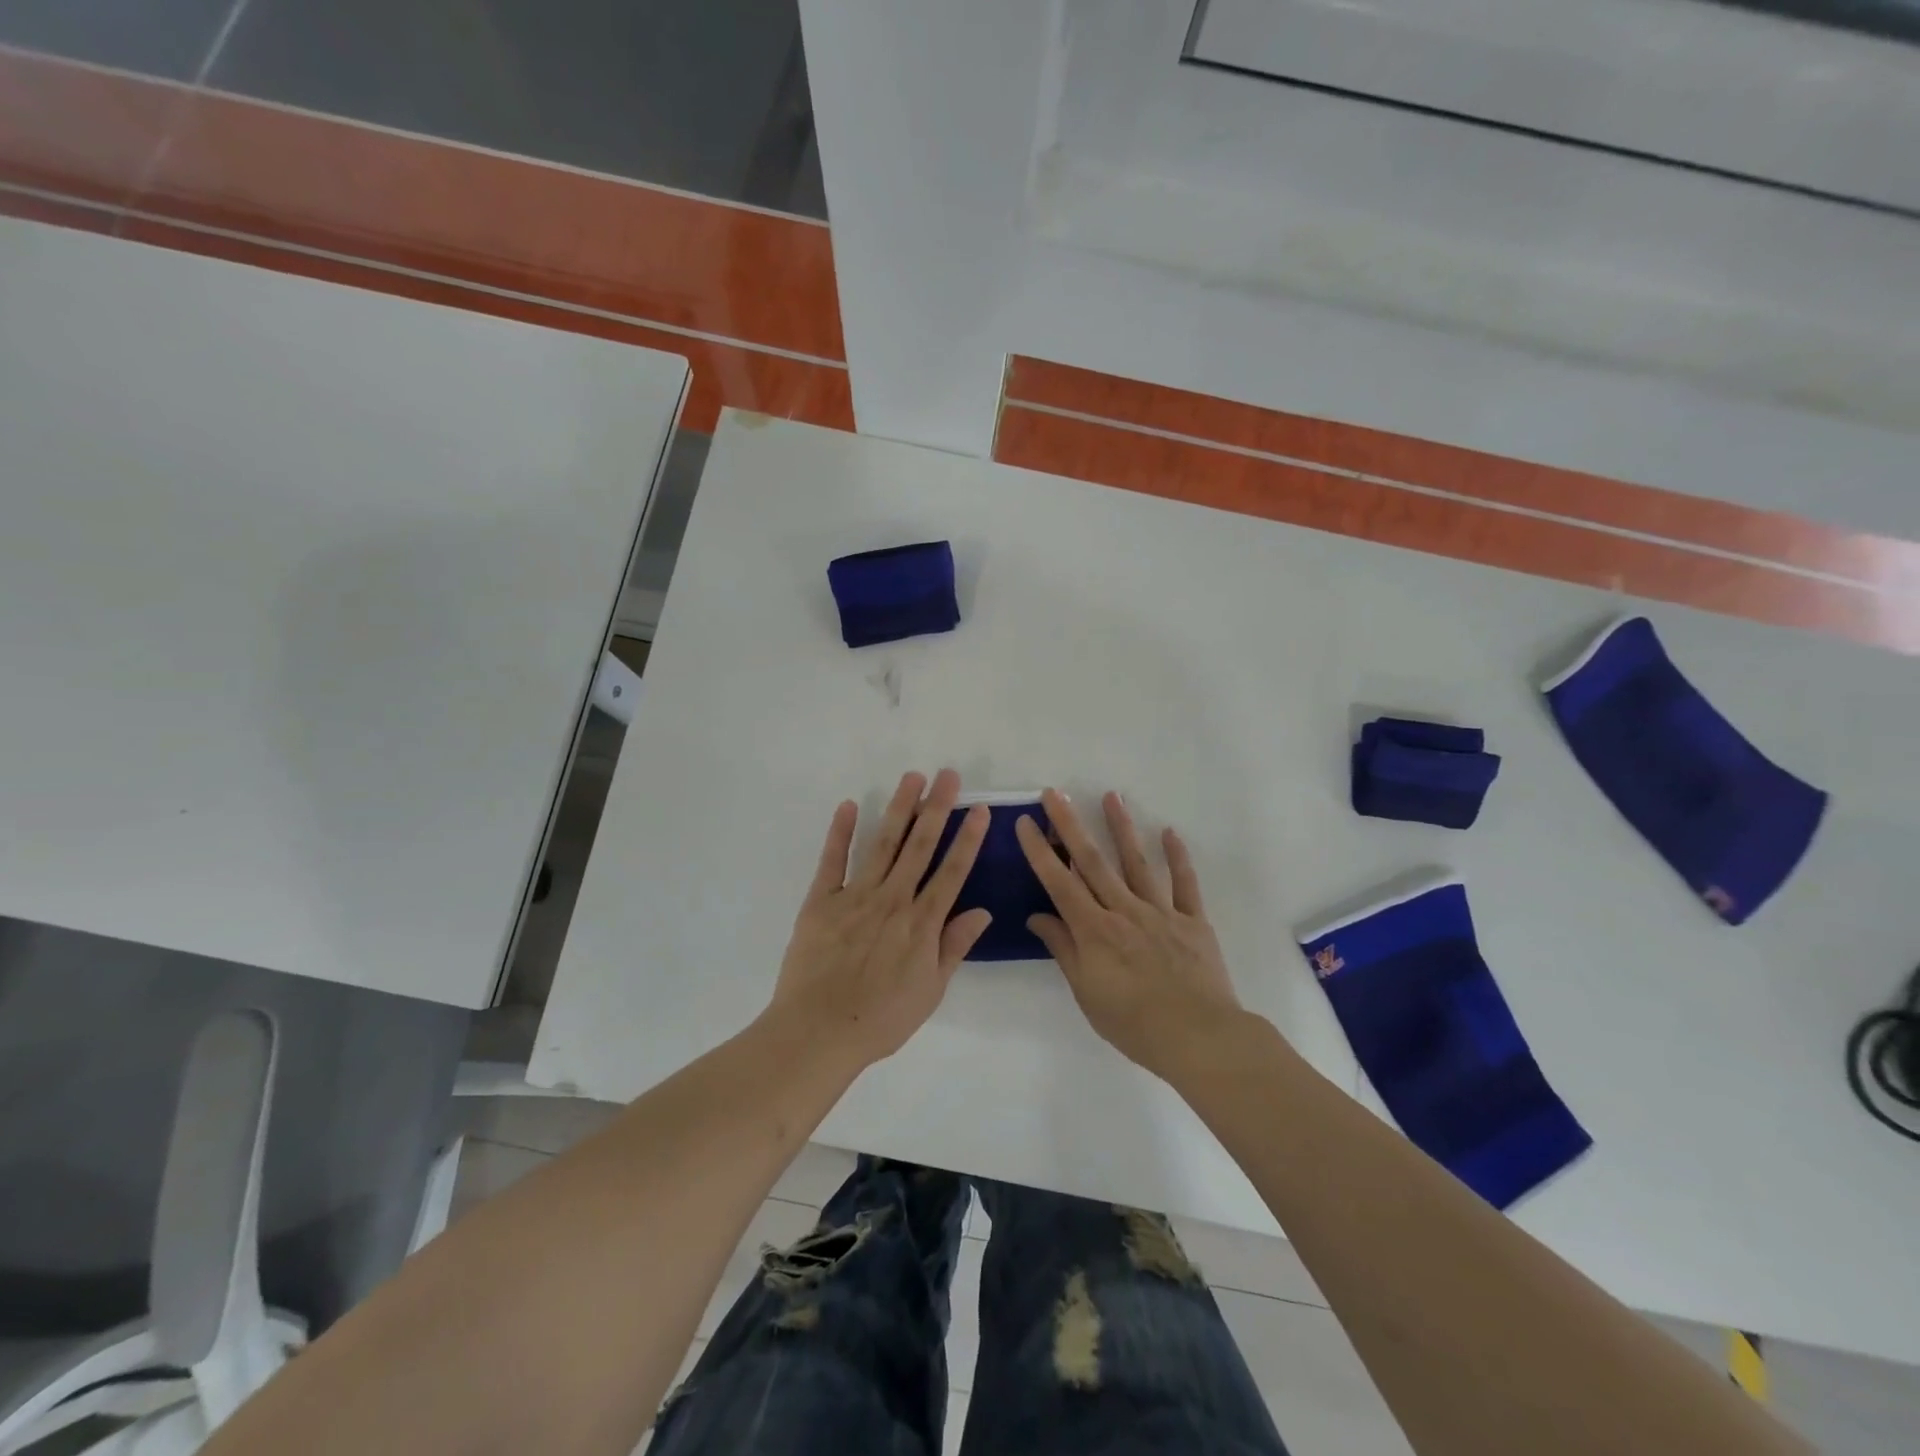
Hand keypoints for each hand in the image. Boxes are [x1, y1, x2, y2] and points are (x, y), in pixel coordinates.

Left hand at [767, 769, 992, 1069]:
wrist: (819, 1032)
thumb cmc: (882, 1018)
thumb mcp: (931, 990)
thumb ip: (954, 946)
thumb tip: (983, 911)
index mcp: (922, 922)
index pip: (952, 871)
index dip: (968, 838)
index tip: (978, 809)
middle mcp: (893, 899)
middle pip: (920, 846)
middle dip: (937, 807)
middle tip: (948, 775)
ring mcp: (856, 895)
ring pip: (883, 843)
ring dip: (899, 808)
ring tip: (912, 778)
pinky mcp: (821, 900)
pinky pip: (833, 860)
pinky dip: (840, 832)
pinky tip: (848, 805)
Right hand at [1017, 789, 1243, 1078]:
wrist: (1199, 1037)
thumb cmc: (1134, 1023)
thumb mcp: (1087, 993)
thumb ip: (1064, 950)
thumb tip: (1039, 917)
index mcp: (1095, 930)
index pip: (1059, 883)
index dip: (1040, 851)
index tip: (1026, 822)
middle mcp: (1124, 911)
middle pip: (1093, 862)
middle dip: (1070, 825)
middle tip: (1055, 793)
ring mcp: (1161, 912)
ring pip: (1137, 863)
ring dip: (1122, 828)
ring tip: (1111, 796)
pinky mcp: (1193, 921)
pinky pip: (1185, 884)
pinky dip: (1178, 857)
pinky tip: (1170, 832)